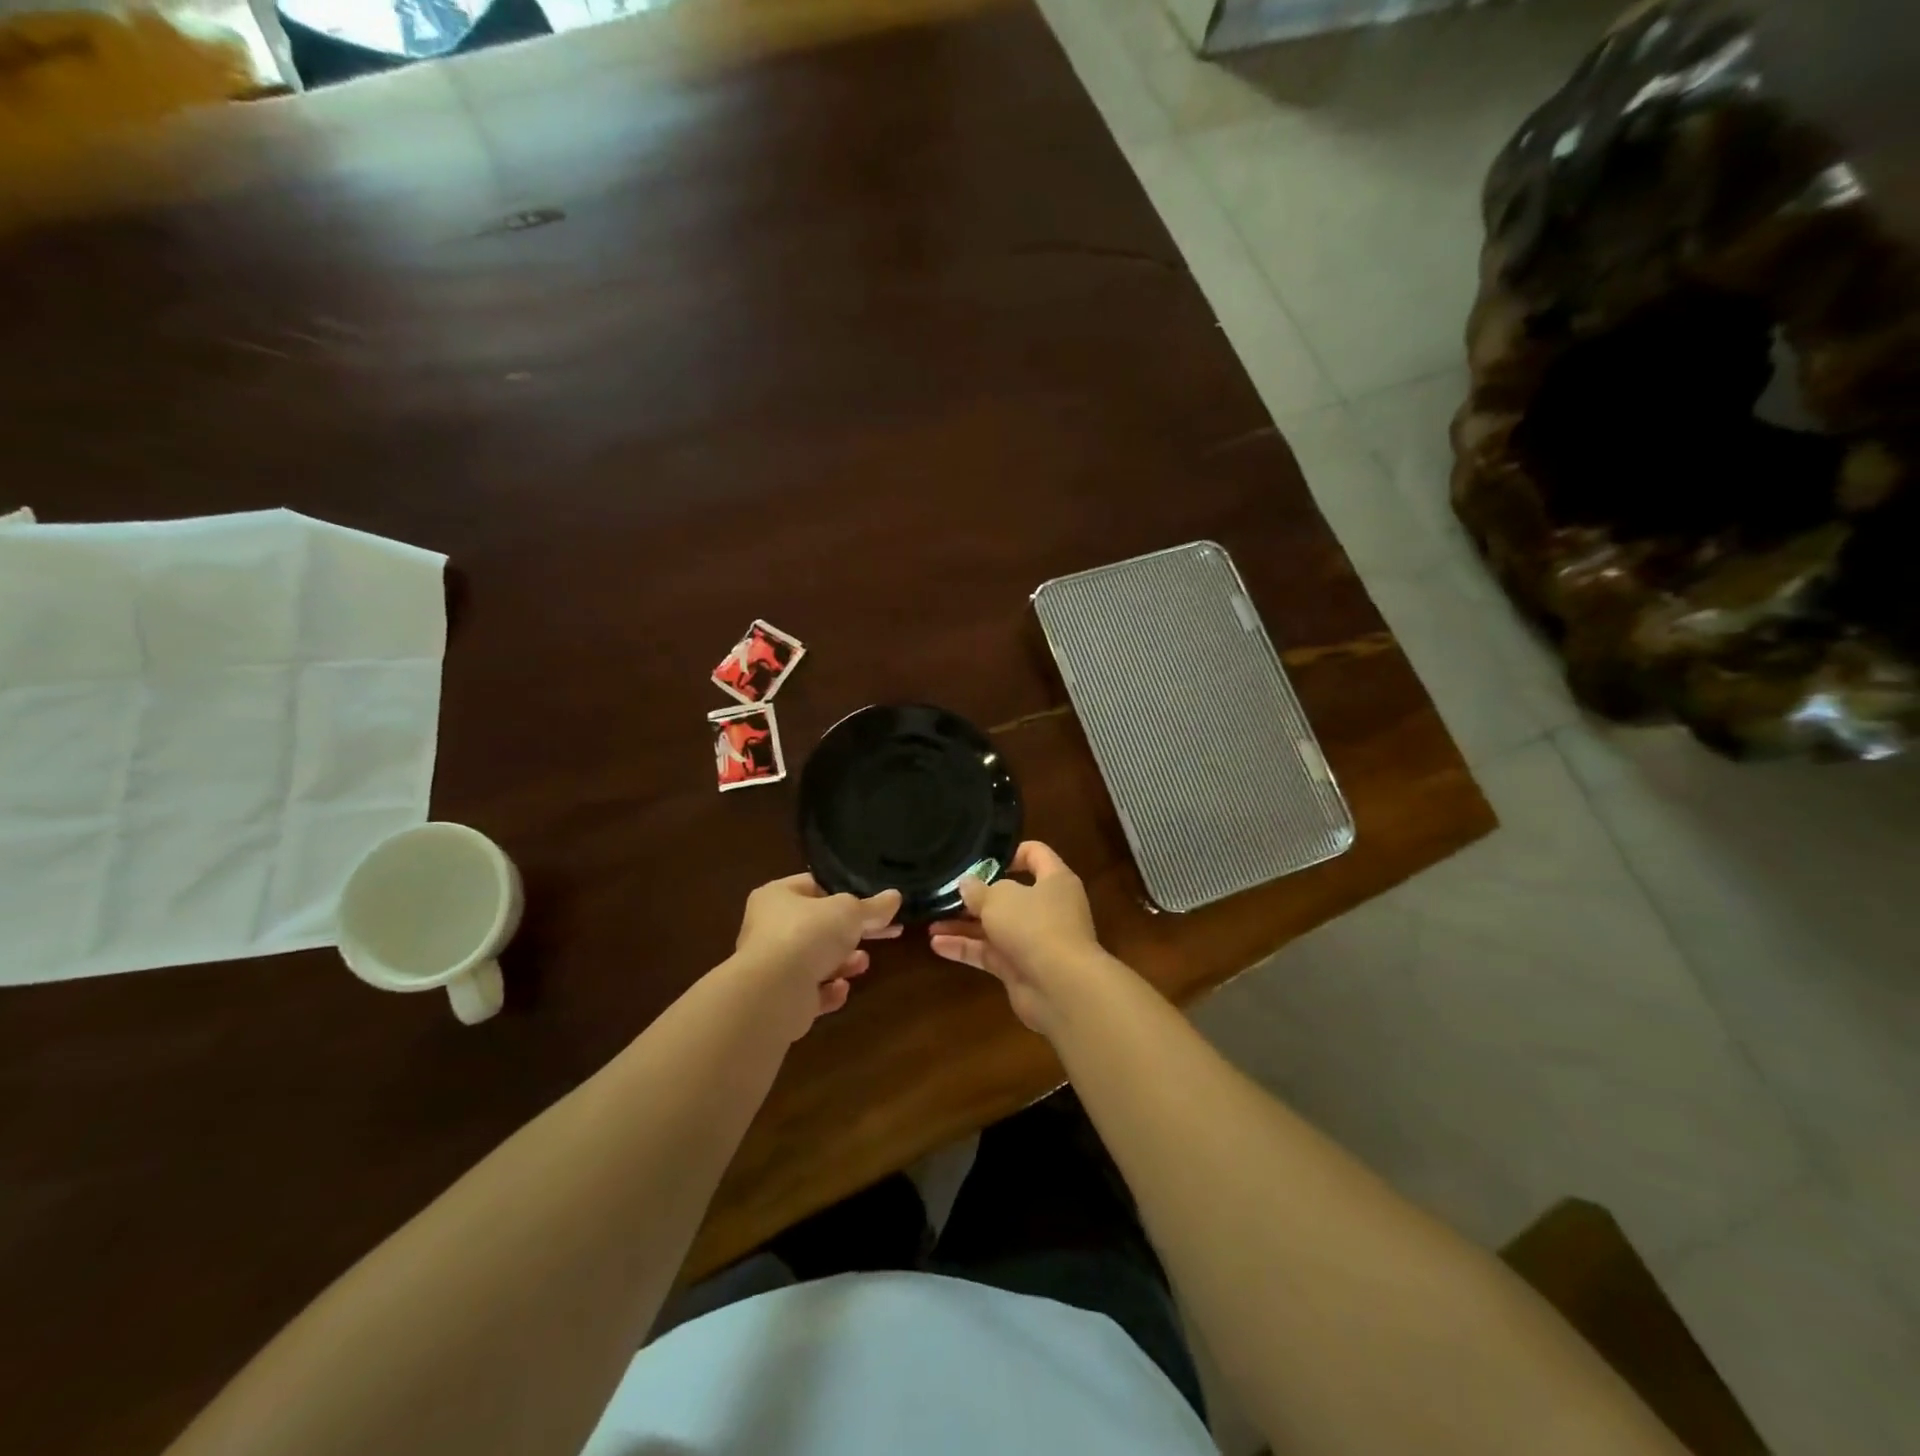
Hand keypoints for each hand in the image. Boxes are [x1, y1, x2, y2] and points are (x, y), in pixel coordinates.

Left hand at [733, 873, 902, 1040]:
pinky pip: (810, 992)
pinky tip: (842, 989)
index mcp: (777, 896)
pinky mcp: (779, 999)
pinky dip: (829, 991)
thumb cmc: (808, 934)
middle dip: (850, 932)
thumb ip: (873, 907)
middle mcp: (769, 928)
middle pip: (818, 926)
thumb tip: (895, 897)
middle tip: (883, 933)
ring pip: (815, 960)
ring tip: (863, 962)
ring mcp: (772, 966)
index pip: (814, 886)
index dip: (844, 892)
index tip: (872, 903)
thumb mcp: (849, 912)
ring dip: (843, 962)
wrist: (773, 992)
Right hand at [928, 841, 1106, 1036]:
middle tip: (945, 893)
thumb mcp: (999, 898)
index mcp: (1054, 881)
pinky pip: (989, 952)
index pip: (1035, 854)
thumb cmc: (1034, 926)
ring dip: (964, 925)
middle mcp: (1047, 908)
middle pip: (1009, 894)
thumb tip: (966, 883)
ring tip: (931, 922)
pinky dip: (965, 948)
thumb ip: (979, 889)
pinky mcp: (1020, 968)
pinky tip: (937, 944)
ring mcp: (1033, 940)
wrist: (1060, 988)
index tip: (978, 858)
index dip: (1009, 852)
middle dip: (976, 895)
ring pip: (995, 926)